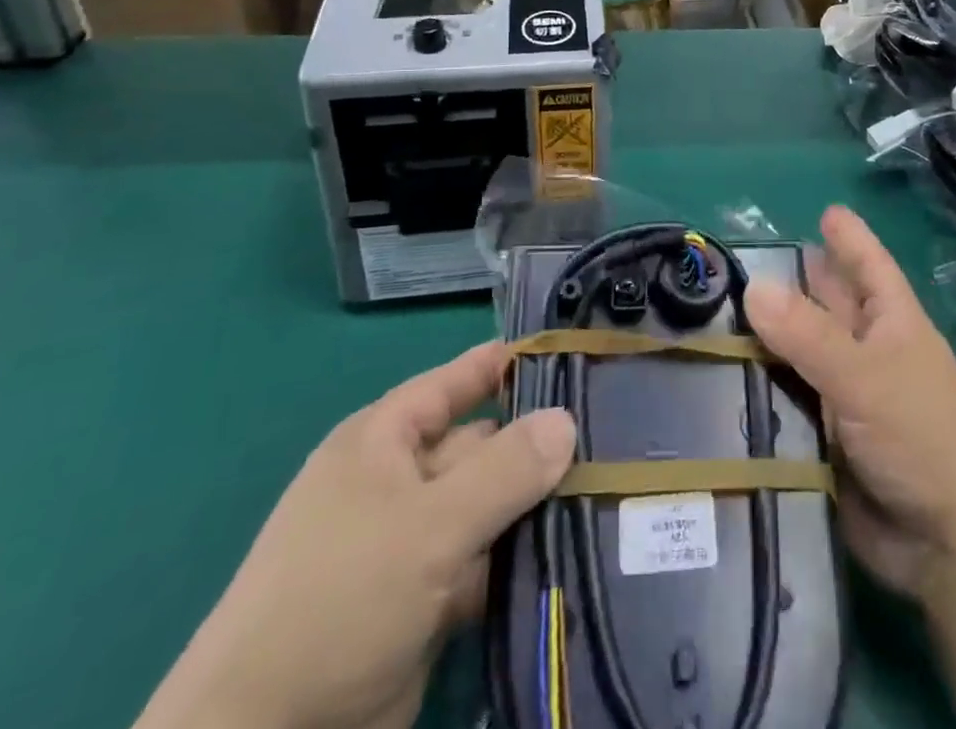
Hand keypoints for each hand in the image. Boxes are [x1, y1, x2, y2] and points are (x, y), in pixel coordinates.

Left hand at [134, 343, 575, 728]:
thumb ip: (504, 470)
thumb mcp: (428, 526)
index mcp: (384, 441)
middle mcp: (399, 482)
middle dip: (540, 445)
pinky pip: (483, 565)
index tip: (572, 353)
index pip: (458, 381)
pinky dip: (519, 562)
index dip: (510, 364)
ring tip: (612, 493)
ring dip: (537, 508)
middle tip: (617, 439)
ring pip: (488, 508)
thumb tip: (566, 418)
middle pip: (482, 445)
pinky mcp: (423, 604)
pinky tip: (576, 555)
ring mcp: (411, 545)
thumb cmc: (338, 602)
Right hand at [744, 208, 955, 601]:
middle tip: (743, 260)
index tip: (826, 211)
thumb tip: (752, 286)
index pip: (869, 266)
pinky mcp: (825, 438)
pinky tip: (718, 377)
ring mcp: (846, 397)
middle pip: (828, 305)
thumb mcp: (866, 377)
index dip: (850, 238)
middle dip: (795, 283)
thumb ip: (808, 334)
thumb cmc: (922, 440)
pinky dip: (760, 389)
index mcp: (892, 324)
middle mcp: (868, 353)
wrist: (948, 547)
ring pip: (800, 354)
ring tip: (713, 313)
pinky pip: (787, 401)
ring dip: (766, 338)